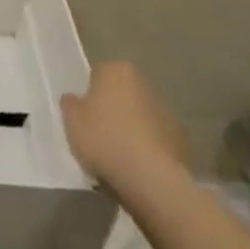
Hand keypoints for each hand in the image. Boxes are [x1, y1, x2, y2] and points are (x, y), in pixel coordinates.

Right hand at [60, 61, 188, 191]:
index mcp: (116, 70)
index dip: (88, 94)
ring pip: (139, 112)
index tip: (83, 115)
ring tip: (118, 152)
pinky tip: (137, 163)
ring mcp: (164, 108)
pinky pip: (154, 135)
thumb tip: (74, 99)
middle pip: (120, 91)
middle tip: (98, 132)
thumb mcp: (71, 121)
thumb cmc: (105, 139)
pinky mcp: (179, 134)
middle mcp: (143, 81)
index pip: (97, 73)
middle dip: (111, 106)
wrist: (151, 178)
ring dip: (130, 125)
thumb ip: (70, 104)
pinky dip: (147, 143)